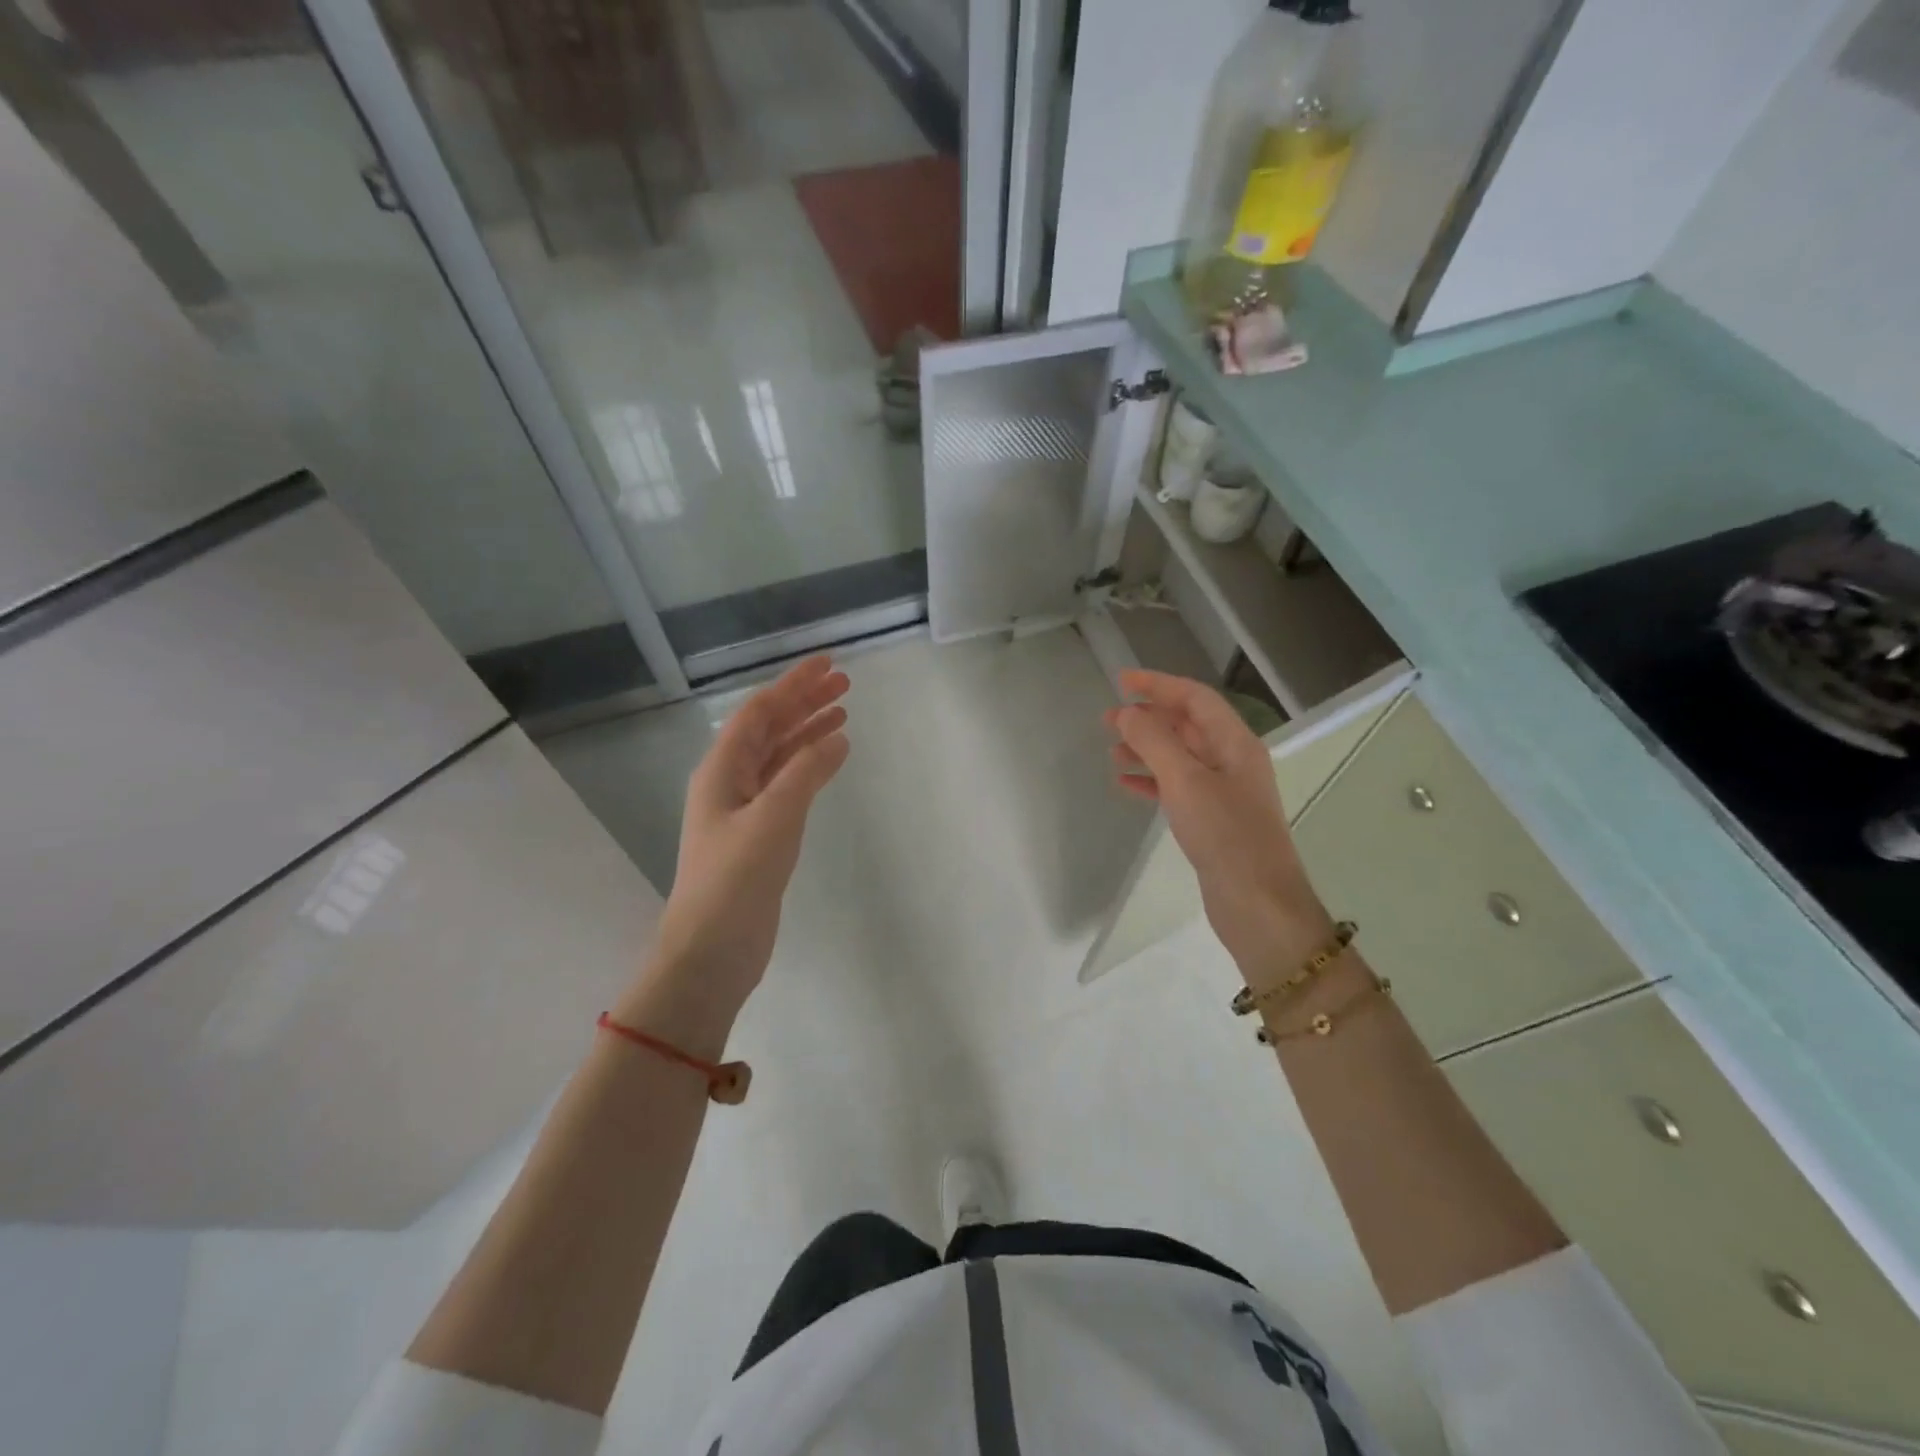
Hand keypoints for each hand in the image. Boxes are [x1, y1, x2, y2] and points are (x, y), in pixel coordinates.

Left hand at [646, 656, 850, 1009]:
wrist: (711, 950)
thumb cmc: (735, 880)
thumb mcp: (773, 819)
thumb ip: (805, 773)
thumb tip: (837, 736)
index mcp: (721, 770)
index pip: (760, 712)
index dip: (793, 684)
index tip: (827, 664)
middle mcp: (729, 782)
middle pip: (770, 729)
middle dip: (804, 703)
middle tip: (844, 684)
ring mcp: (744, 809)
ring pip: (780, 756)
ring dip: (808, 732)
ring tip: (844, 713)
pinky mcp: (759, 834)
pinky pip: (787, 784)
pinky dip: (809, 767)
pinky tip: (831, 760)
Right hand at [1105, 671, 1333, 977]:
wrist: (1257, 903)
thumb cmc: (1225, 835)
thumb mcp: (1185, 781)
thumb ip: (1154, 742)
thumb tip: (1128, 714)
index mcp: (1235, 743)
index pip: (1195, 698)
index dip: (1159, 685)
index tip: (1122, 681)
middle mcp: (1232, 760)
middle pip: (1187, 725)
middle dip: (1148, 718)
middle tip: (1108, 719)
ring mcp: (1224, 791)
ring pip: (1179, 757)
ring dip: (1146, 749)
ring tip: (1111, 751)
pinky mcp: (1212, 819)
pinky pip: (1177, 787)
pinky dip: (1151, 780)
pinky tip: (1125, 784)